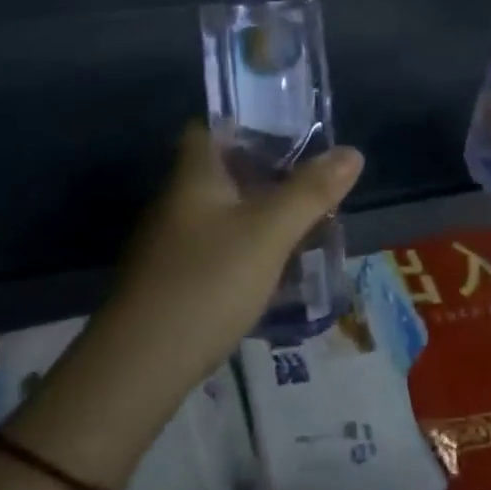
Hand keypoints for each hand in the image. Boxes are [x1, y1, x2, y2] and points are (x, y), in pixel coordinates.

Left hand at [108, 123, 364, 388]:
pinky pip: (216, 247)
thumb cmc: (206, 282)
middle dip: (265, 171)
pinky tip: (273, 268)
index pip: (209, 127)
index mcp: (194, 176)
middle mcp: (177, 201)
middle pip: (222, 170)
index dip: (244, 121)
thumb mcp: (269, 233)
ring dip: (258, 212)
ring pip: (222, 212)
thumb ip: (310, 192)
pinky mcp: (172, 281)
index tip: (286, 128)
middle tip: (311, 178)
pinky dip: (245, 247)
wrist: (138, 369)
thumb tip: (353, 152)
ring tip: (304, 221)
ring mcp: (170, 243)